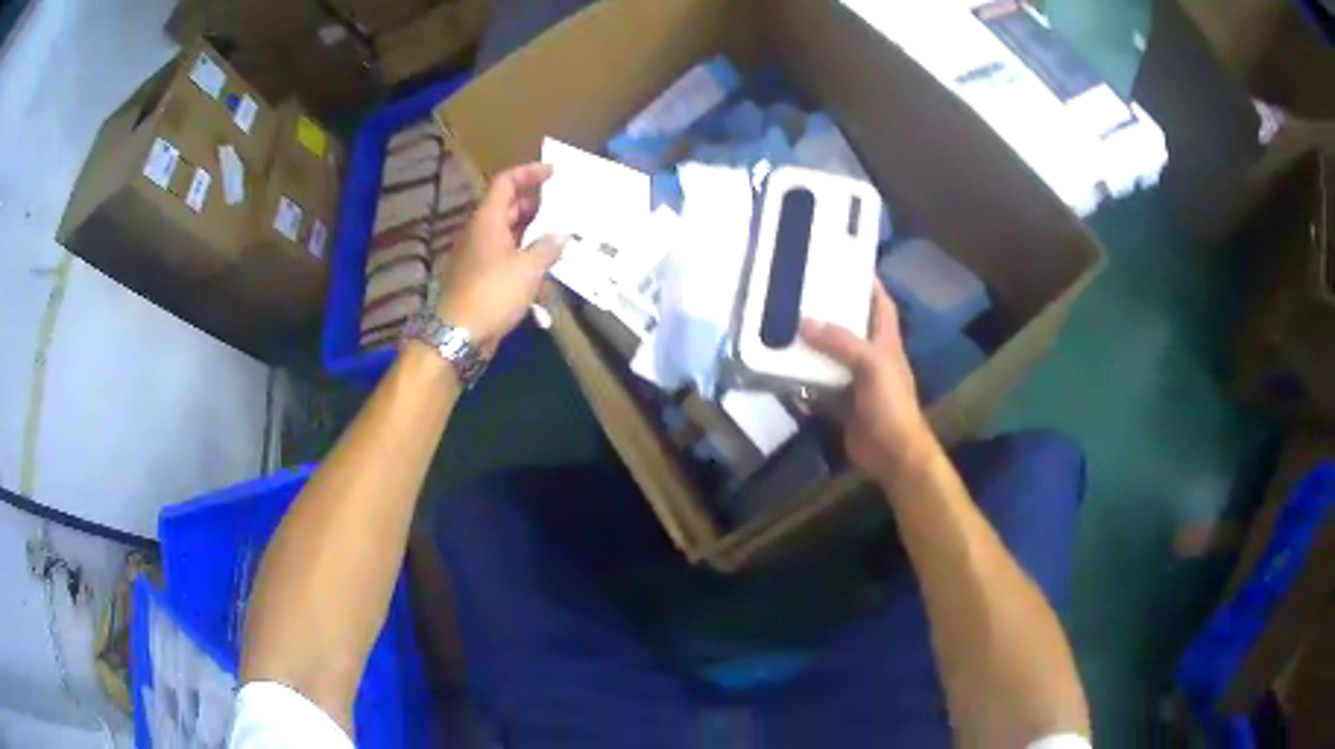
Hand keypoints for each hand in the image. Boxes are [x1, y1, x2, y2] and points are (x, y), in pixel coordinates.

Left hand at [438, 163, 565, 350]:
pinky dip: (526, 261)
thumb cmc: (493, 293)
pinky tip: (546, 276)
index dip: (529, 173)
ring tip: (562, 242)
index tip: (554, 172)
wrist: (458, 335)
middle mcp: (481, 232)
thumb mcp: (528, 268)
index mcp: (488, 220)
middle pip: (509, 208)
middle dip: (537, 207)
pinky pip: (507, 259)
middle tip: (565, 210)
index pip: (506, 182)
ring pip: (510, 235)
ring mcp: (479, 256)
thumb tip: (562, 235)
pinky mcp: (481, 278)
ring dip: (534, 237)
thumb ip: (548, 247)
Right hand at [801, 281, 937, 480]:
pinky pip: (819, 387)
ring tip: (783, 325)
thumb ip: (840, 342)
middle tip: (800, 293)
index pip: (880, 303)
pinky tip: (782, 371)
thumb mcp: (871, 365)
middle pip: (850, 327)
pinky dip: (804, 381)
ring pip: (831, 357)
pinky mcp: (842, 404)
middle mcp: (871, 357)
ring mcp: (856, 382)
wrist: (893, 454)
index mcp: (886, 341)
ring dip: (811, 346)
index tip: (845, 264)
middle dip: (830, 311)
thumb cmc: (890, 403)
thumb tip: (804, 322)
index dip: (868, 283)